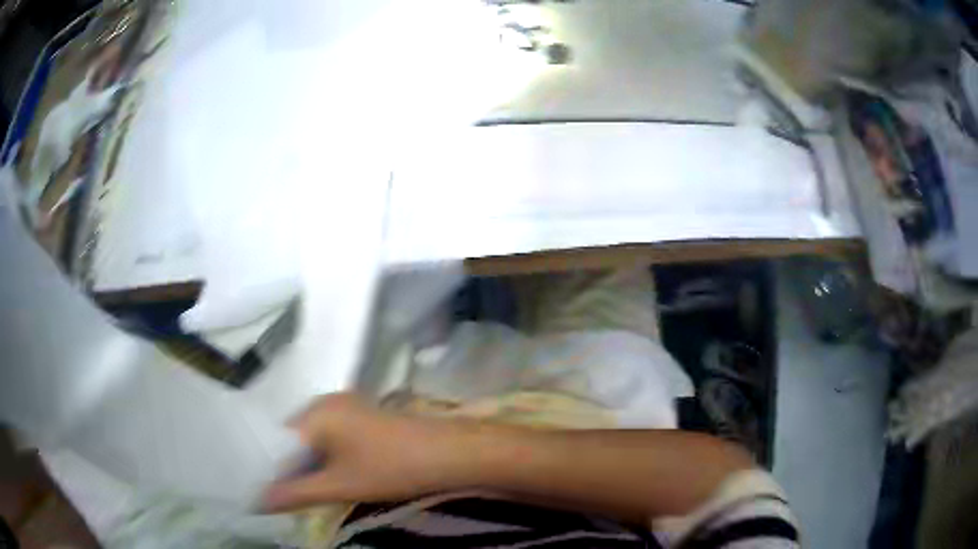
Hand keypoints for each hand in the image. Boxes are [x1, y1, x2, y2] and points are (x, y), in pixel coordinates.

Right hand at [261, 393, 471, 512]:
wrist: (451, 453)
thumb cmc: (391, 468)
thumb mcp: (339, 485)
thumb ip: (295, 493)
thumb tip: (257, 502)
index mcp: (315, 411)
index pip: (275, 439)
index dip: (267, 467)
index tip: (261, 491)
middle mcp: (326, 402)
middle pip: (294, 439)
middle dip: (288, 468)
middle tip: (281, 497)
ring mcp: (348, 408)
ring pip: (314, 440)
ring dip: (308, 465)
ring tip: (301, 492)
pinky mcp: (365, 417)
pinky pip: (332, 437)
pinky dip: (326, 458)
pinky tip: (329, 478)